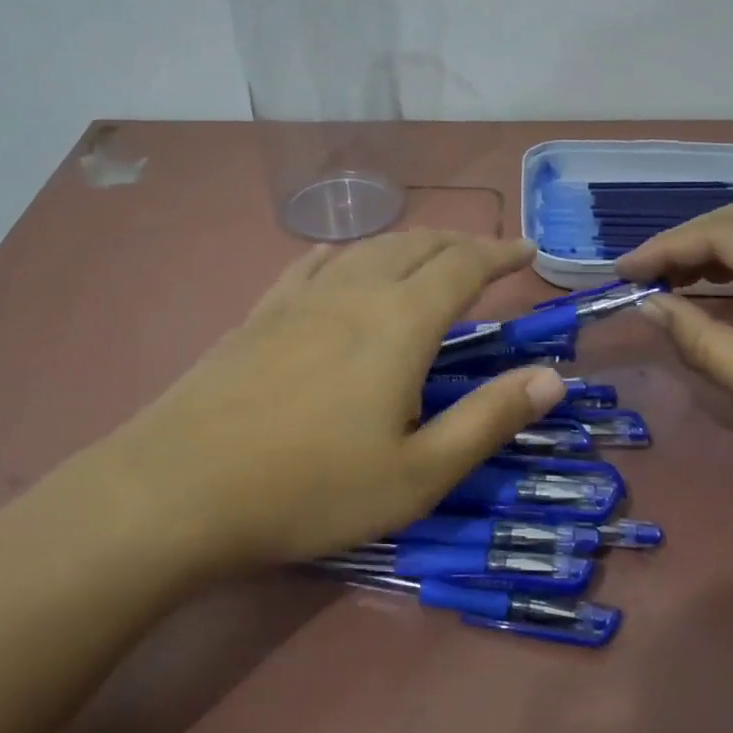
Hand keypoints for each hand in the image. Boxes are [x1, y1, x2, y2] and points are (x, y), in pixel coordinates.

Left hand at [102, 231, 567, 570]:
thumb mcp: (418, 474)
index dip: (500, 253)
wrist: (179, 489)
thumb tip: (552, 377)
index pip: (463, 265)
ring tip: (427, 257)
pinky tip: (339, 263)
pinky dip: (344, 254)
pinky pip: (311, 264)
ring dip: (408, 243)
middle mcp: (353, 292)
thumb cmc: (311, 489)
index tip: (527, 251)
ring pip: (365, 248)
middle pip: (416, 244)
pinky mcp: (257, 315)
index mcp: (399, 323)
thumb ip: (488, 419)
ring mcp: (298, 299)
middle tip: (487, 256)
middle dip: (460, 242)